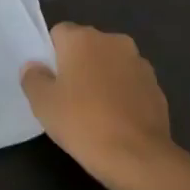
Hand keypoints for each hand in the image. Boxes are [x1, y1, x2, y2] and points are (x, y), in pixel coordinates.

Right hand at [21, 23, 189, 189]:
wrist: (137, 156)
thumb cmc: (82, 123)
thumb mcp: (43, 104)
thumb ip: (33, 78)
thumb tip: (34, 66)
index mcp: (83, 38)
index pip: (59, 33)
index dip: (52, 56)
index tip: (50, 82)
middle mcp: (113, 40)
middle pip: (87, 46)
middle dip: (78, 65)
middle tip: (68, 97)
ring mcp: (139, 62)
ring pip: (111, 64)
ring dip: (103, 78)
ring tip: (95, 112)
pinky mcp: (156, 85)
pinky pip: (130, 83)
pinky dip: (123, 94)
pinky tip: (117, 121)